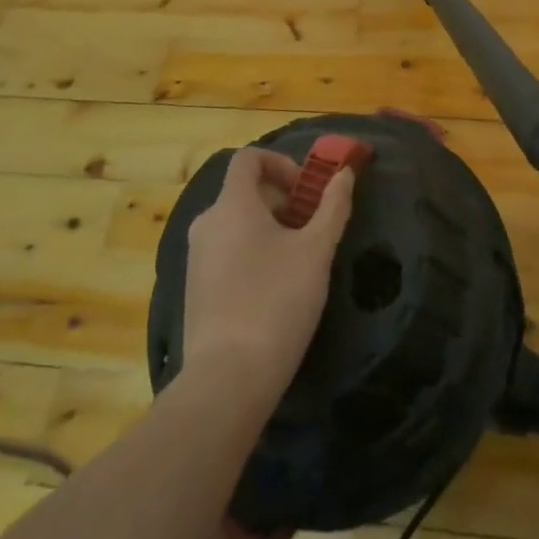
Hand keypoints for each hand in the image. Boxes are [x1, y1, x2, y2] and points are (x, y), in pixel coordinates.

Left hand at [182, 147, 353, 400]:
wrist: (227, 380)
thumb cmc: (276, 302)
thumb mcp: (316, 251)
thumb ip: (333, 206)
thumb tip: (344, 174)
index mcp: (232, 205)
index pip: (249, 158)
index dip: (280, 163)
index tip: (305, 190)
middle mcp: (207, 223)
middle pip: (244, 191)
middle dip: (281, 200)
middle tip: (310, 228)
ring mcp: (196, 258)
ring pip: (235, 223)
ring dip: (268, 227)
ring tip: (296, 260)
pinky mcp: (194, 289)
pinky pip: (225, 251)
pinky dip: (250, 252)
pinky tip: (273, 288)